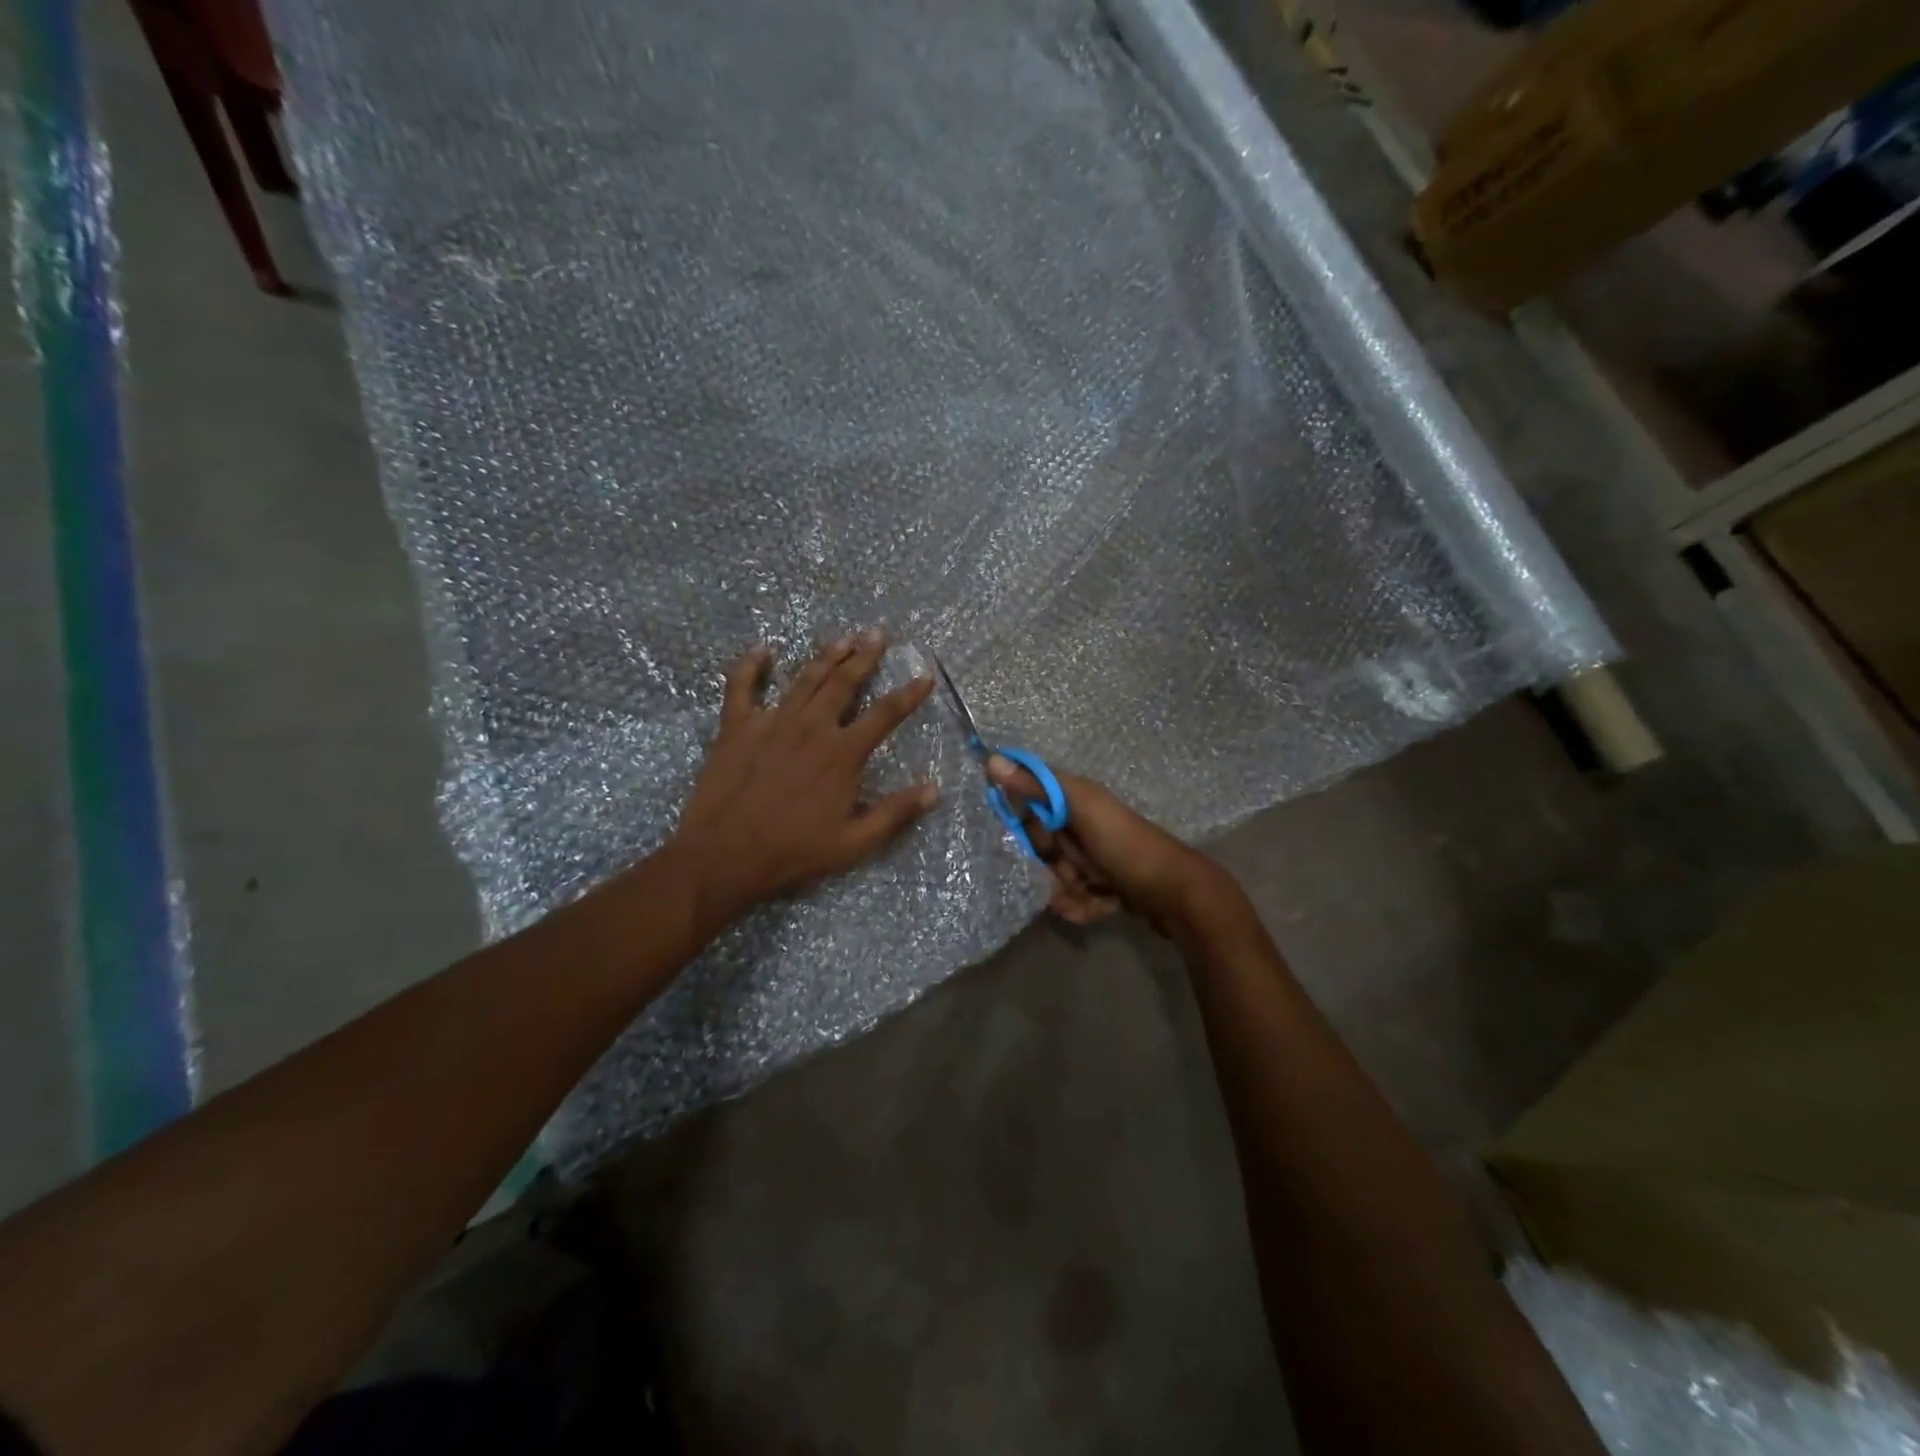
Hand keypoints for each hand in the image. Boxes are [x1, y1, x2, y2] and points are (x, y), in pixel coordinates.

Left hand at [671, 634, 938, 928]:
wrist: (725, 855)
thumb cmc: (793, 851)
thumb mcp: (853, 842)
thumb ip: (894, 813)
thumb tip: (934, 789)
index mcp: (842, 753)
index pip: (885, 714)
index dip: (909, 693)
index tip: (925, 676)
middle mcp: (811, 726)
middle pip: (844, 682)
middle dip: (865, 656)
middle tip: (877, 634)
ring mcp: (771, 721)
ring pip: (804, 678)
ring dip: (826, 656)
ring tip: (843, 638)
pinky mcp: (736, 726)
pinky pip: (742, 686)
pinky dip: (751, 665)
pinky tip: (762, 650)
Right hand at [985, 757, 1237, 934]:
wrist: (1175, 894)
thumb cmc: (1124, 846)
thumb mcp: (1079, 809)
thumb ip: (1036, 786)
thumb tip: (991, 759)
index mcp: (1076, 799)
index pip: (1029, 802)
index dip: (1025, 821)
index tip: (1031, 835)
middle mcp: (1082, 825)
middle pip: (1040, 846)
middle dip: (1050, 863)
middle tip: (1071, 867)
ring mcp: (1093, 858)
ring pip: (1055, 877)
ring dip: (1067, 890)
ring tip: (1092, 891)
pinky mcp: (1103, 887)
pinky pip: (1074, 899)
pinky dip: (1084, 906)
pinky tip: (1103, 905)